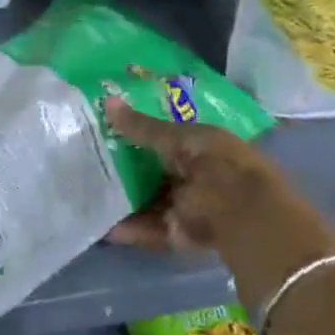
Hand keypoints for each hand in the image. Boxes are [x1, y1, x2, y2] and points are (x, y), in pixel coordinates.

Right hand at [103, 96, 289, 252]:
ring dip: (127, 198)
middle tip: (92, 160)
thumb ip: (141, 126)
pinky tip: (107, 226)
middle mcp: (196, 172)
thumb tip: (107, 101)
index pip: (167, 135)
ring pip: (152, 199)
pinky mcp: (183, 233)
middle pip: (157, 169)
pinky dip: (133, 228)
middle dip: (128, 166)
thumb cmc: (213, 162)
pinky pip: (153, 228)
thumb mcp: (175, 138)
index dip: (141, 131)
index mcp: (202, 144)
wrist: (242, 214)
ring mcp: (189, 204)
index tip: (110, 128)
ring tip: (92, 193)